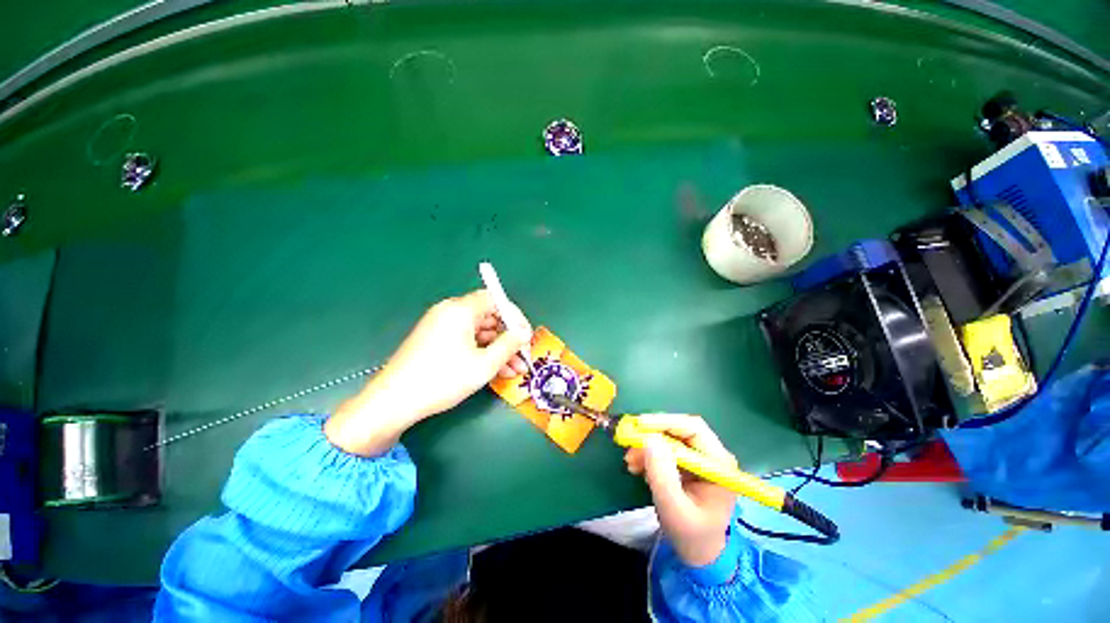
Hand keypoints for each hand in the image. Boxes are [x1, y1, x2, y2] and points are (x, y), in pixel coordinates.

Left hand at [325, 290, 530, 455]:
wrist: (394, 402)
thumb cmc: (443, 379)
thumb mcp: (484, 364)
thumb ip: (509, 344)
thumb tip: (524, 332)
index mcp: (460, 310)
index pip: (495, 299)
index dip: (515, 316)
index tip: (526, 336)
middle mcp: (449, 312)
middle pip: (488, 316)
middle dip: (508, 337)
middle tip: (522, 357)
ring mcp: (441, 326)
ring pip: (479, 332)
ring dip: (498, 349)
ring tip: (514, 370)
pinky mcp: (436, 340)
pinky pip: (466, 340)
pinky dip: (482, 352)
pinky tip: (496, 371)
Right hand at [624, 414, 737, 566]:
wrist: (699, 554)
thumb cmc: (691, 535)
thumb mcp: (674, 509)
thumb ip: (662, 474)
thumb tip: (649, 439)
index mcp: (718, 463)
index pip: (693, 428)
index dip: (665, 422)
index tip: (639, 426)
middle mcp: (711, 454)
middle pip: (679, 429)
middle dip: (652, 435)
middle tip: (629, 443)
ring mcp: (699, 458)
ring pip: (669, 437)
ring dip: (647, 445)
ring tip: (630, 462)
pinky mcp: (687, 463)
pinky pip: (665, 448)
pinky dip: (649, 453)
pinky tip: (637, 466)